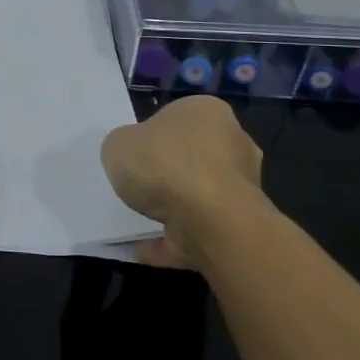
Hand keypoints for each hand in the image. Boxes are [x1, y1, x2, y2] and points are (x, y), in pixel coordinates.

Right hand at [100, 96, 266, 267]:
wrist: (210, 220)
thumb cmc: (164, 165)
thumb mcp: (118, 144)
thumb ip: (123, 147)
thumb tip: (132, 155)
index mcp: (206, 111)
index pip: (176, 118)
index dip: (151, 136)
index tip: (133, 154)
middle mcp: (232, 143)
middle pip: (191, 156)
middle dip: (167, 172)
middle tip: (136, 185)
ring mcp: (240, 187)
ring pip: (197, 195)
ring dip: (172, 208)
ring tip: (138, 220)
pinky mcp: (238, 224)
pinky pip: (197, 230)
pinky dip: (173, 239)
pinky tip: (144, 247)